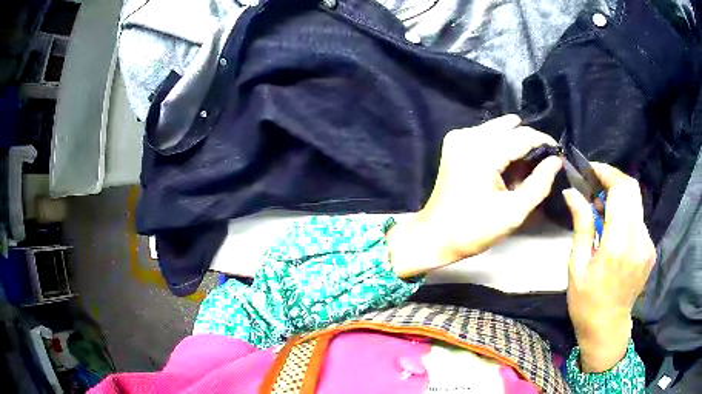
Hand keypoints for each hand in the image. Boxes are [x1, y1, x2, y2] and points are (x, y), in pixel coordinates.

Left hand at [387, 115, 562, 276]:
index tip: (559, 155)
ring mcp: (458, 137)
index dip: (545, 143)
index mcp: (482, 152)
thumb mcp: (514, 212)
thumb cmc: (474, 230)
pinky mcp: (454, 143)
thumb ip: (539, 183)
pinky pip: (486, 135)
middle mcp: (468, 136)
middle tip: (543, 163)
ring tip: (526, 166)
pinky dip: (501, 145)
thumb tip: (556, 160)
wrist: (434, 236)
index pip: (523, 136)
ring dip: (515, 143)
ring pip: (498, 129)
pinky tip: (507, 165)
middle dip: (530, 142)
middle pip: (510, 127)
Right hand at [563, 163, 654, 372]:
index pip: (621, 190)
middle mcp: (638, 240)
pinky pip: (638, 219)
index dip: (607, 173)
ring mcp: (647, 244)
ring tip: (602, 212)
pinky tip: (614, 231)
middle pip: (633, 189)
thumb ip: (581, 226)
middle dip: (613, 180)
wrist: (608, 329)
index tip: (591, 170)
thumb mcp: (577, 267)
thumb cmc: (586, 303)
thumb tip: (573, 193)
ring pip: (636, 203)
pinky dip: (626, 215)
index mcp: (618, 245)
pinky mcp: (650, 249)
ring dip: (619, 198)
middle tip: (595, 188)